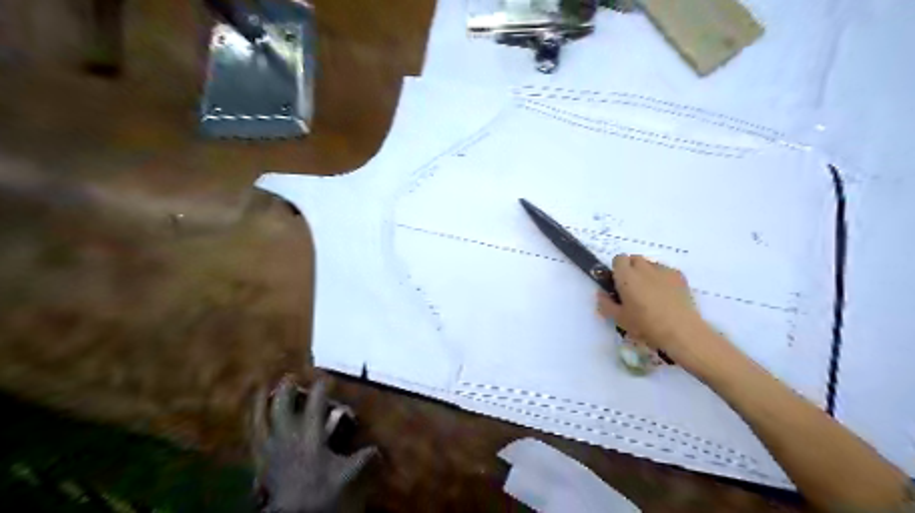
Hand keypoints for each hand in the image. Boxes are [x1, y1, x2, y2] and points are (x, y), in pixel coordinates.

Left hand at [248, 376, 375, 512]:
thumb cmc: (319, 491)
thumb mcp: (346, 475)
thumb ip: (363, 459)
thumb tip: (379, 450)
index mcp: (310, 435)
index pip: (315, 404)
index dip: (320, 388)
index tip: (324, 376)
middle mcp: (287, 435)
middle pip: (282, 405)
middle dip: (285, 388)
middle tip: (290, 375)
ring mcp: (270, 446)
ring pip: (260, 418)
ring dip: (260, 401)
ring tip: (260, 387)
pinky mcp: (259, 459)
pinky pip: (252, 435)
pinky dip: (251, 422)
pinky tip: (251, 416)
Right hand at [603, 254, 722, 362]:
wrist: (681, 331)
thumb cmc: (645, 325)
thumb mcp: (619, 319)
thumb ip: (606, 304)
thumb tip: (601, 294)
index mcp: (626, 276)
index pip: (618, 259)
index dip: (617, 269)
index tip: (618, 283)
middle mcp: (643, 268)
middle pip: (634, 259)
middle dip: (631, 269)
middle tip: (632, 289)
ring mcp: (663, 270)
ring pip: (650, 264)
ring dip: (647, 273)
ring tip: (651, 293)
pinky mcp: (679, 276)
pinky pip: (666, 271)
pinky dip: (662, 278)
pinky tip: (666, 296)